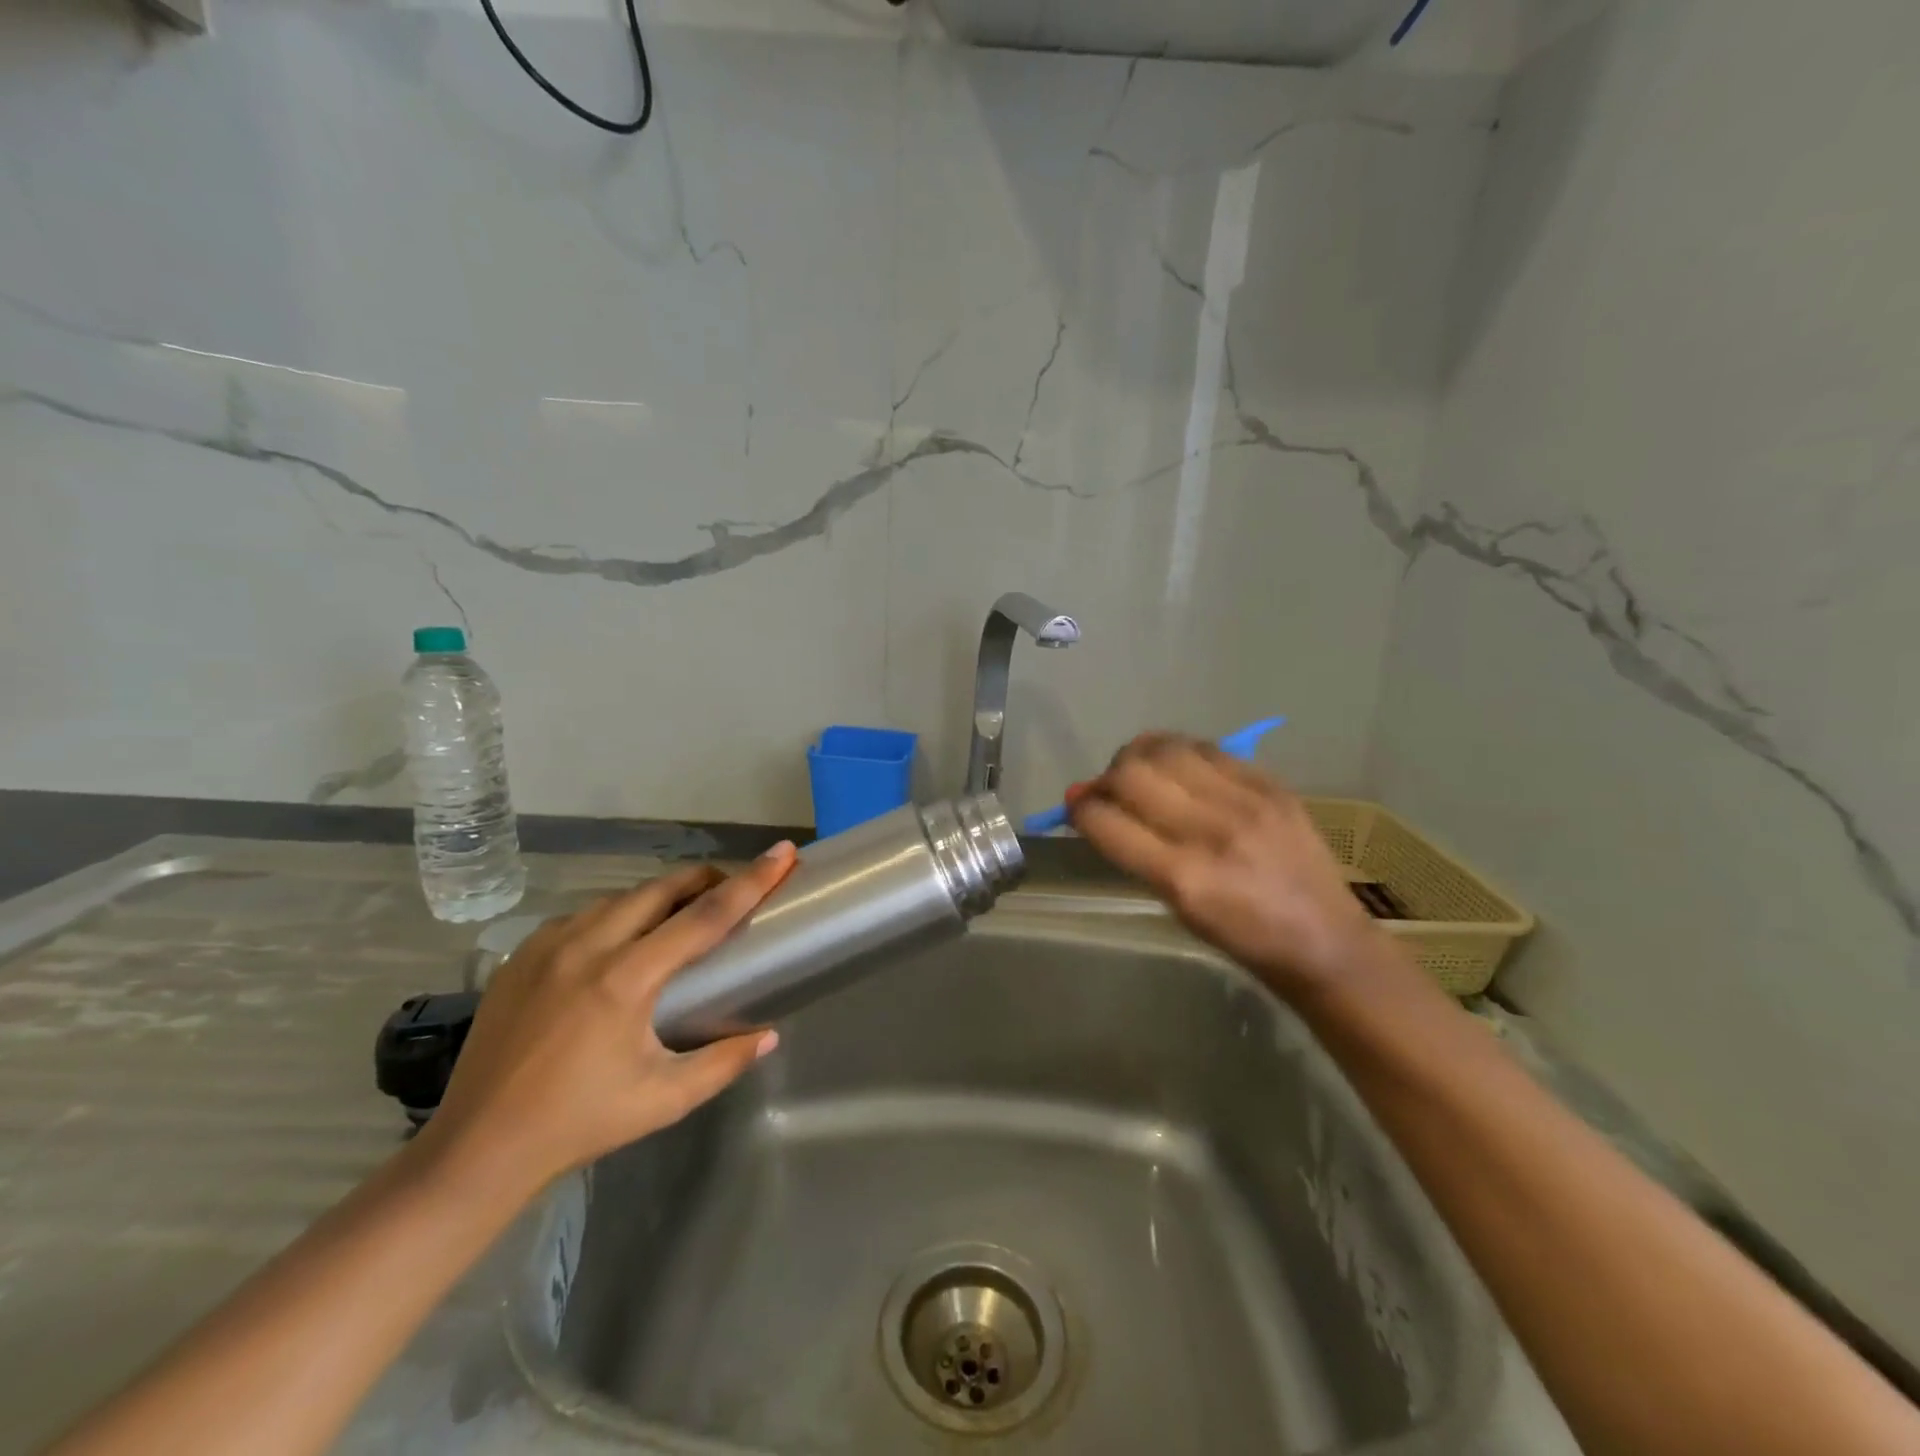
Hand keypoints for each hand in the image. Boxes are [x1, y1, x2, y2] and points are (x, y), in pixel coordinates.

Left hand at [415, 845, 797, 1197]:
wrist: (475, 1149)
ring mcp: (548, 946)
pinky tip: (617, 944)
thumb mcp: (663, 1100)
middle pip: (661, 888)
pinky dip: (614, 916)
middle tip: (732, 887)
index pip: (705, 916)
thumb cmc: (579, 1123)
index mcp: (627, 979)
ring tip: (678, 917)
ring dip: (658, 897)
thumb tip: (768, 1035)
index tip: (782, 853)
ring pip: (620, 898)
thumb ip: (723, 1063)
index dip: (751, 881)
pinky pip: (582, 916)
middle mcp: (587, 946)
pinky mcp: (521, 956)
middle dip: (704, 879)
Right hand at [1066, 735, 1379, 997]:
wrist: (1325, 941)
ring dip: (1138, 757)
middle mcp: (1210, 832)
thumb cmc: (1240, 939)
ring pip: (1164, 749)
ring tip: (1141, 773)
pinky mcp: (1271, 785)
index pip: (1104, 820)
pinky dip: (1179, 753)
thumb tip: (1085, 805)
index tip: (1076, 809)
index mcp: (1182, 877)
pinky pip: (1207, 748)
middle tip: (1109, 793)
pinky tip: (1180, 769)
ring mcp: (1245, 802)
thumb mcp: (1175, 906)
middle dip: (1104, 779)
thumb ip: (1129, 851)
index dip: (1078, 809)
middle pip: (1129, 773)